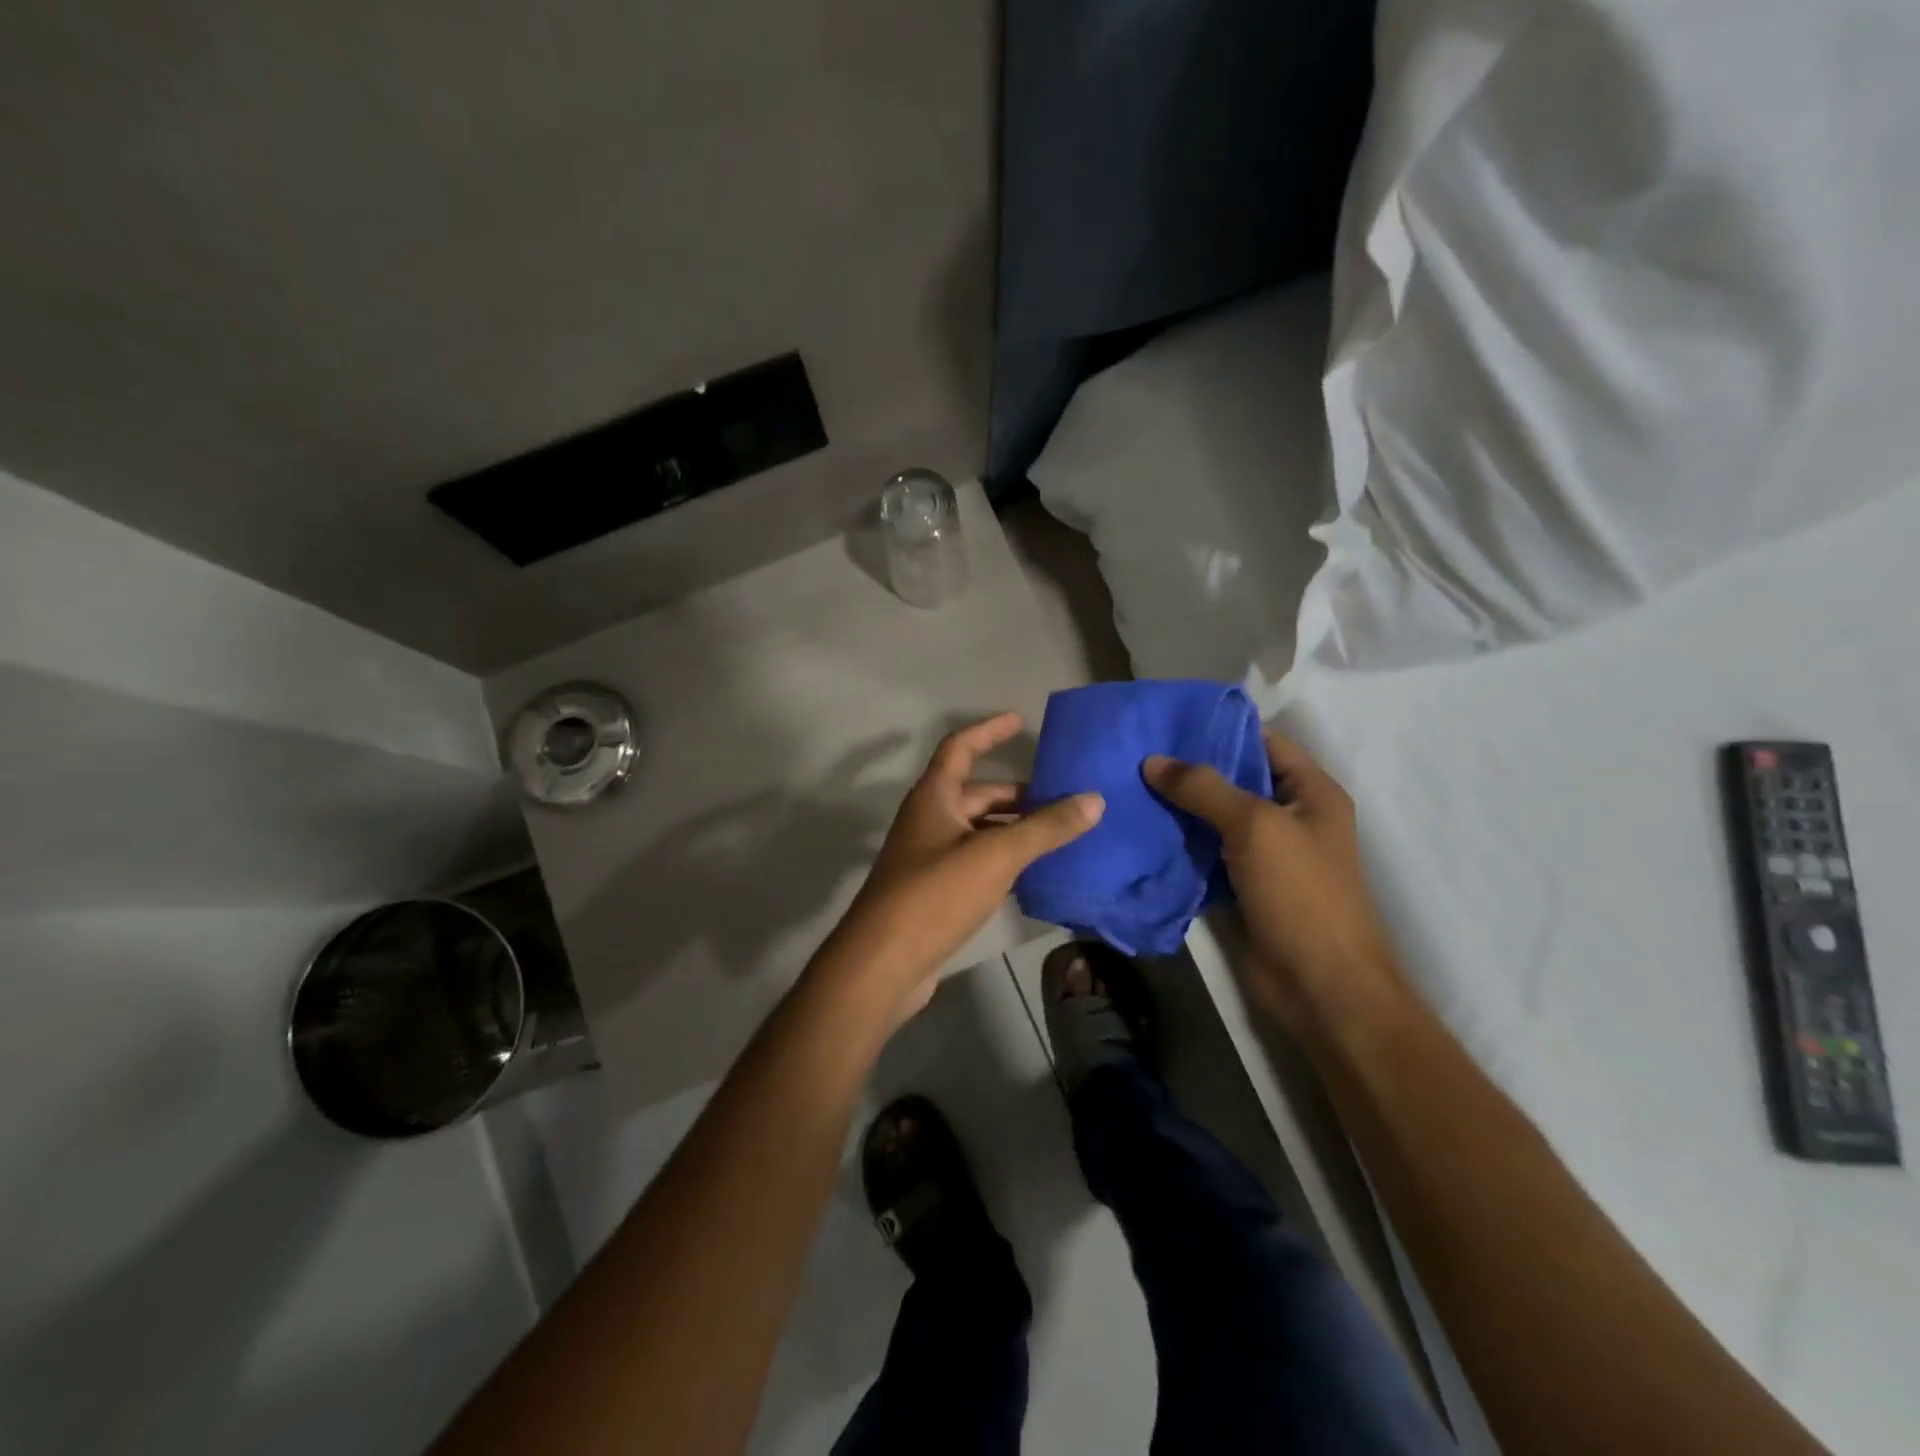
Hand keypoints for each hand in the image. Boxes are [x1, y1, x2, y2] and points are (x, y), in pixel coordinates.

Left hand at [817, 713, 1103, 1023]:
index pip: (960, 747)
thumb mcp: (996, 855)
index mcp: (934, 797)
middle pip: (978, 794)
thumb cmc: (935, 894)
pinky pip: (977, 862)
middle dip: (1020, 796)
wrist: (884, 963)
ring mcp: (930, 857)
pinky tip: (1036, 873)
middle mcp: (930, 820)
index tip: (1020, 720)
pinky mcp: (936, 892)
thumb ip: (1046, 828)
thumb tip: (1094, 799)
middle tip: (1065, 800)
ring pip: (980, 831)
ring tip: (1062, 835)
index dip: (989, 731)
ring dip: (1016, 830)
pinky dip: (1005, 861)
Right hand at [1144, 731, 1401, 1032]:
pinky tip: (1140, 829)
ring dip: (1177, 806)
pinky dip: (1177, 842)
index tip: (1164, 721)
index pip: (1262, 740)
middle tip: (1134, 752)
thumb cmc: (1301, 893)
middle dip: (1188, 768)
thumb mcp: (1255, 826)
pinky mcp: (1242, 885)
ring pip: (1214, 817)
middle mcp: (1290, 816)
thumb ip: (1204, 788)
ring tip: (1127, 785)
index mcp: (1310, 791)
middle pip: (1234, 778)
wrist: (1320, 985)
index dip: (1217, 727)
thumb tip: (1152, 760)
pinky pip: (1205, 852)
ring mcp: (1265, 853)